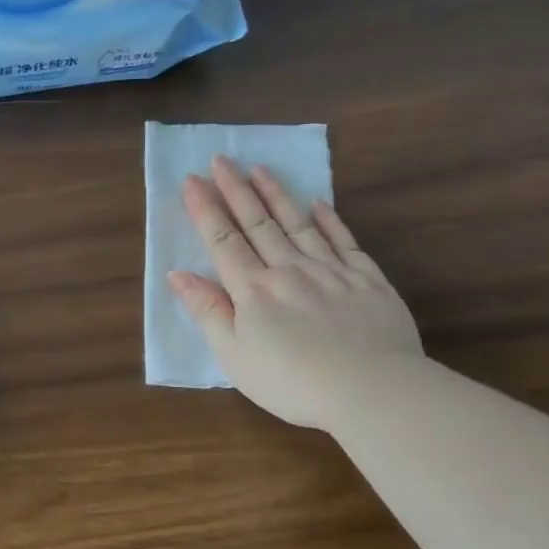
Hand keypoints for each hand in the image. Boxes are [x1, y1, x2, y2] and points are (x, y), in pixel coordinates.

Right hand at [170, 155, 422, 429]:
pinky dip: (329, 219)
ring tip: (260, 169)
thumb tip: (178, 274)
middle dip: (235, 190)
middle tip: (221, 159)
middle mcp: (289, 269)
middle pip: (257, 223)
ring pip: (298, 223)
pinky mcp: (367, 279)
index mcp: (253, 290)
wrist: (370, 389)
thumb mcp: (234, 356)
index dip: (205, 209)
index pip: (223, 240)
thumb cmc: (291, 382)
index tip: (192, 180)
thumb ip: (208, 312)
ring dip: (277, 194)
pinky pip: (344, 240)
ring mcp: (331, 270)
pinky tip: (318, 204)